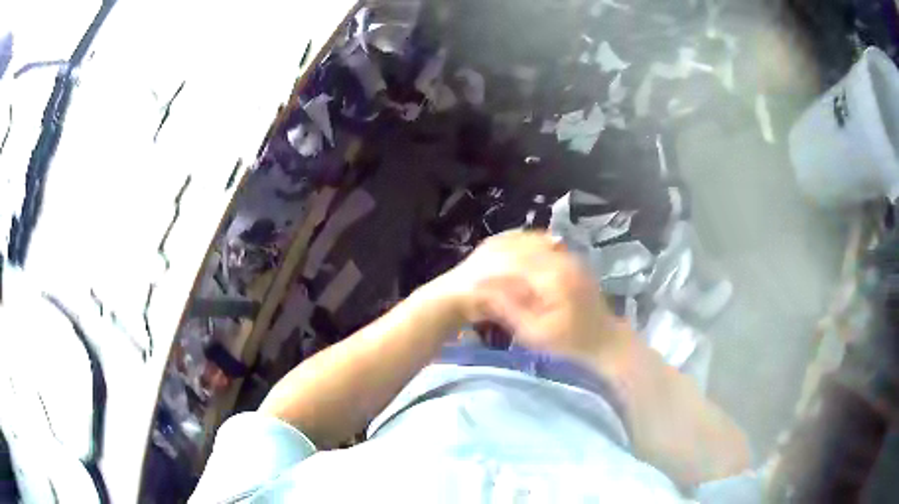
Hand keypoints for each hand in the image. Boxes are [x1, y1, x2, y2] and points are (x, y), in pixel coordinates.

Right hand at [434, 231, 627, 361]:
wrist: (605, 341)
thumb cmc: (569, 343)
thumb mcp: (534, 334)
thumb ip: (508, 310)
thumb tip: (482, 291)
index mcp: (553, 277)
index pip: (515, 260)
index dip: (492, 266)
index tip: (475, 276)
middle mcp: (563, 260)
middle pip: (525, 246)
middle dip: (501, 254)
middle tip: (479, 266)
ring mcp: (570, 258)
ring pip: (535, 243)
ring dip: (514, 249)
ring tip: (493, 261)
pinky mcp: (573, 262)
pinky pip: (546, 247)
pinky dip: (529, 251)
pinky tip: (516, 262)